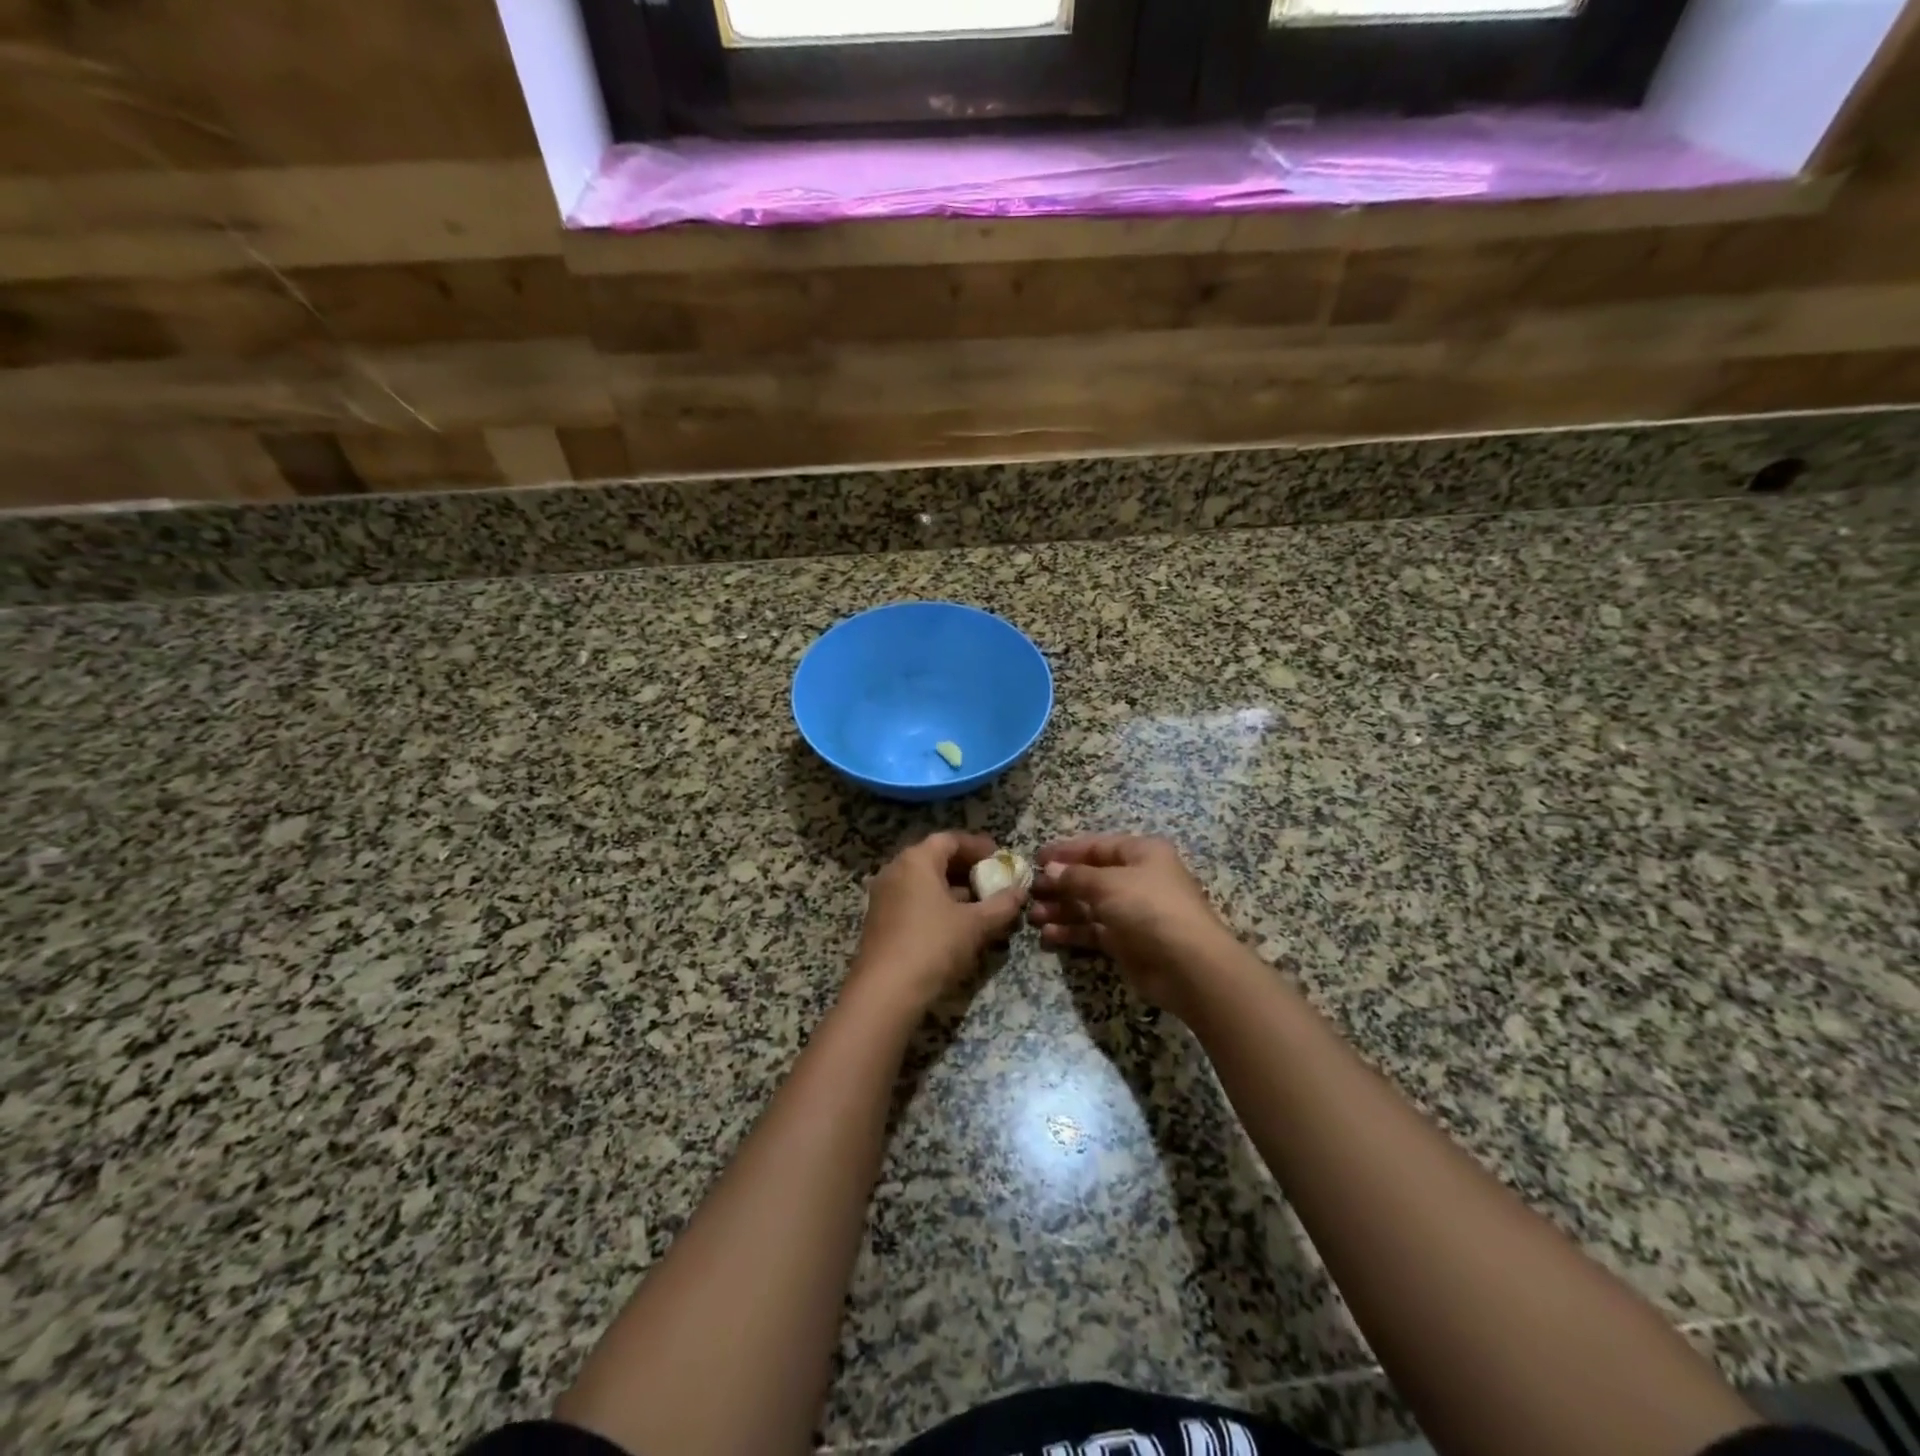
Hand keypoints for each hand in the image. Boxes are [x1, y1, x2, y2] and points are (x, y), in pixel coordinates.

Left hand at [847, 832, 1026, 1018]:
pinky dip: (937, 905)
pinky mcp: (880, 922)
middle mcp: (895, 871)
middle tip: (993, 881)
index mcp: (916, 861)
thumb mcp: (975, 925)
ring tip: (980, 905)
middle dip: (966, 869)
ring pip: (924, 883)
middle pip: (935, 859)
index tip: (1000, 858)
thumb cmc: (933, 945)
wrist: (886, 992)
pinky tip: (957, 926)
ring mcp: (884, 897)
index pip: (950, 839)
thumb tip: (1020, 892)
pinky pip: (913, 901)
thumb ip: (1001, 905)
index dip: (978, 846)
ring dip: (953, 889)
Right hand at [1028, 834, 1244, 1018]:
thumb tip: (1050, 869)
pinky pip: (1094, 931)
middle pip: (1091, 876)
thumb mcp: (1109, 884)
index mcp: (1141, 853)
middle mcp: (1138, 879)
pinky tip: (1048, 934)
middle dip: (1060, 883)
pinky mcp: (1128, 942)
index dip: (1066, 851)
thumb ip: (1076, 876)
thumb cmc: (1149, 907)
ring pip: (1090, 905)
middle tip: (1031, 890)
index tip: (1036, 857)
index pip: (1097, 846)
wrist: (1188, 964)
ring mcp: (1133, 912)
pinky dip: (1072, 931)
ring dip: (1062, 909)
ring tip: (1033, 915)